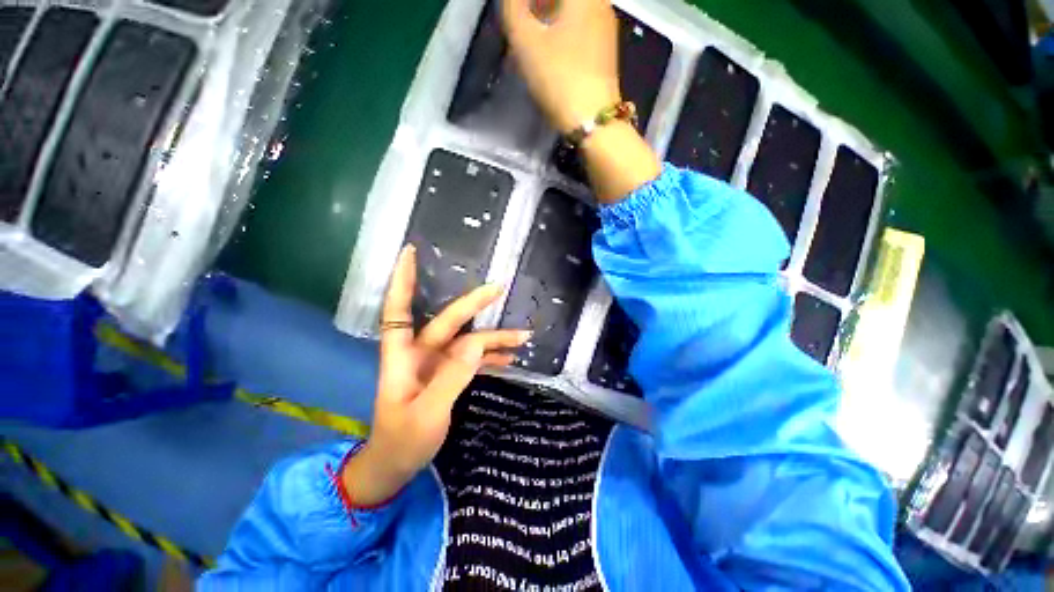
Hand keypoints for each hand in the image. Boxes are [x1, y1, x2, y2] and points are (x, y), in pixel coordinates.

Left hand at [342, 245, 530, 504]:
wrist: (396, 466)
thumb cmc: (402, 442)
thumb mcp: (427, 414)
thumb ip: (452, 376)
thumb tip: (476, 342)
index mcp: (403, 356)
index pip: (399, 310)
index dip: (403, 281)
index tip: (410, 253)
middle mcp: (420, 353)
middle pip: (448, 321)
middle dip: (474, 304)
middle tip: (499, 288)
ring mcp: (436, 363)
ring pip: (467, 341)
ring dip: (493, 338)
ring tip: (523, 336)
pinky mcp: (448, 374)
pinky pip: (472, 358)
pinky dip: (490, 356)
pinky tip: (510, 357)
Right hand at [502, 0, 620, 133]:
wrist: (593, 121)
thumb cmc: (559, 78)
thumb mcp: (526, 41)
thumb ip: (513, 9)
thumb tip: (511, 0)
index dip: (526, 3)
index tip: (515, 15)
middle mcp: (599, 4)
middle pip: (561, 1)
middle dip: (536, 9)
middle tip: (519, 27)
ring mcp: (605, 29)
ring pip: (570, 15)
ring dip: (545, 22)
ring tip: (528, 44)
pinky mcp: (604, 54)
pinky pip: (577, 32)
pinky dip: (559, 36)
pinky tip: (547, 56)